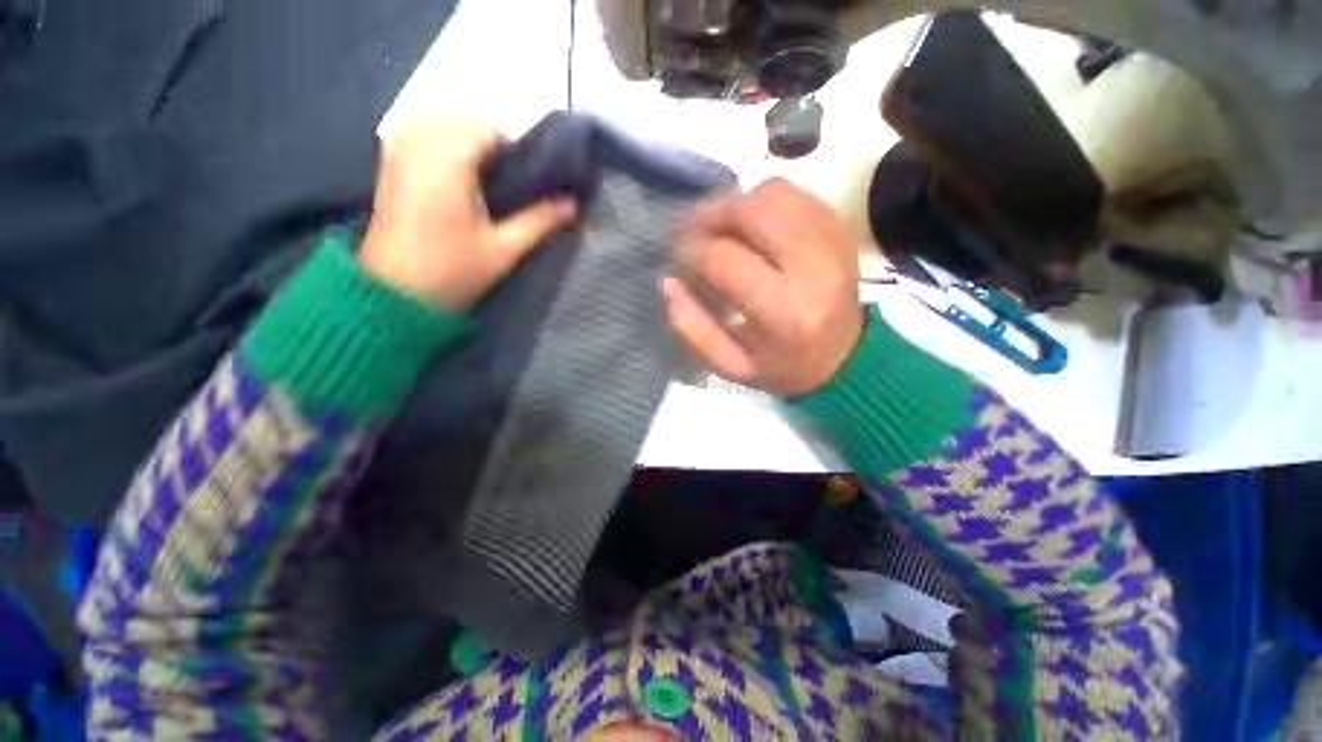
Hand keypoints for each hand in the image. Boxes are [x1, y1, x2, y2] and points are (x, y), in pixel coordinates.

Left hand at [359, 115, 577, 309]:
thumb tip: (574, 205)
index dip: (513, 147)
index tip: (526, 176)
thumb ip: (539, 221)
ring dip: (465, 139)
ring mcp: (399, 152)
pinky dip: (441, 142)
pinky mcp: (389, 165)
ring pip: (438, 120)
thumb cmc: (452, 272)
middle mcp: (420, 146)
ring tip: (483, 177)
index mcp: (450, 163)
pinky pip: (418, 133)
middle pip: (462, 117)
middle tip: (507, 179)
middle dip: (490, 141)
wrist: (395, 294)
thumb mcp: (504, 250)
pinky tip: (455, 175)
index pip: (487, 127)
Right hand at [663, 179, 863, 396]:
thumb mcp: (730, 365)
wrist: (845, 358)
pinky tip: (752, 227)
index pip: (723, 259)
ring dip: (736, 206)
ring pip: (772, 193)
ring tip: (721, 230)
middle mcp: (813, 267)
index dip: (689, 252)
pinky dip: (762, 202)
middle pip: (751, 211)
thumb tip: (667, 281)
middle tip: (693, 234)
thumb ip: (693, 328)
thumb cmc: (782, 367)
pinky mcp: (840, 227)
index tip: (678, 260)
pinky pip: (793, 194)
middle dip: (709, 216)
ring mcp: (833, 241)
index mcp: (784, 311)